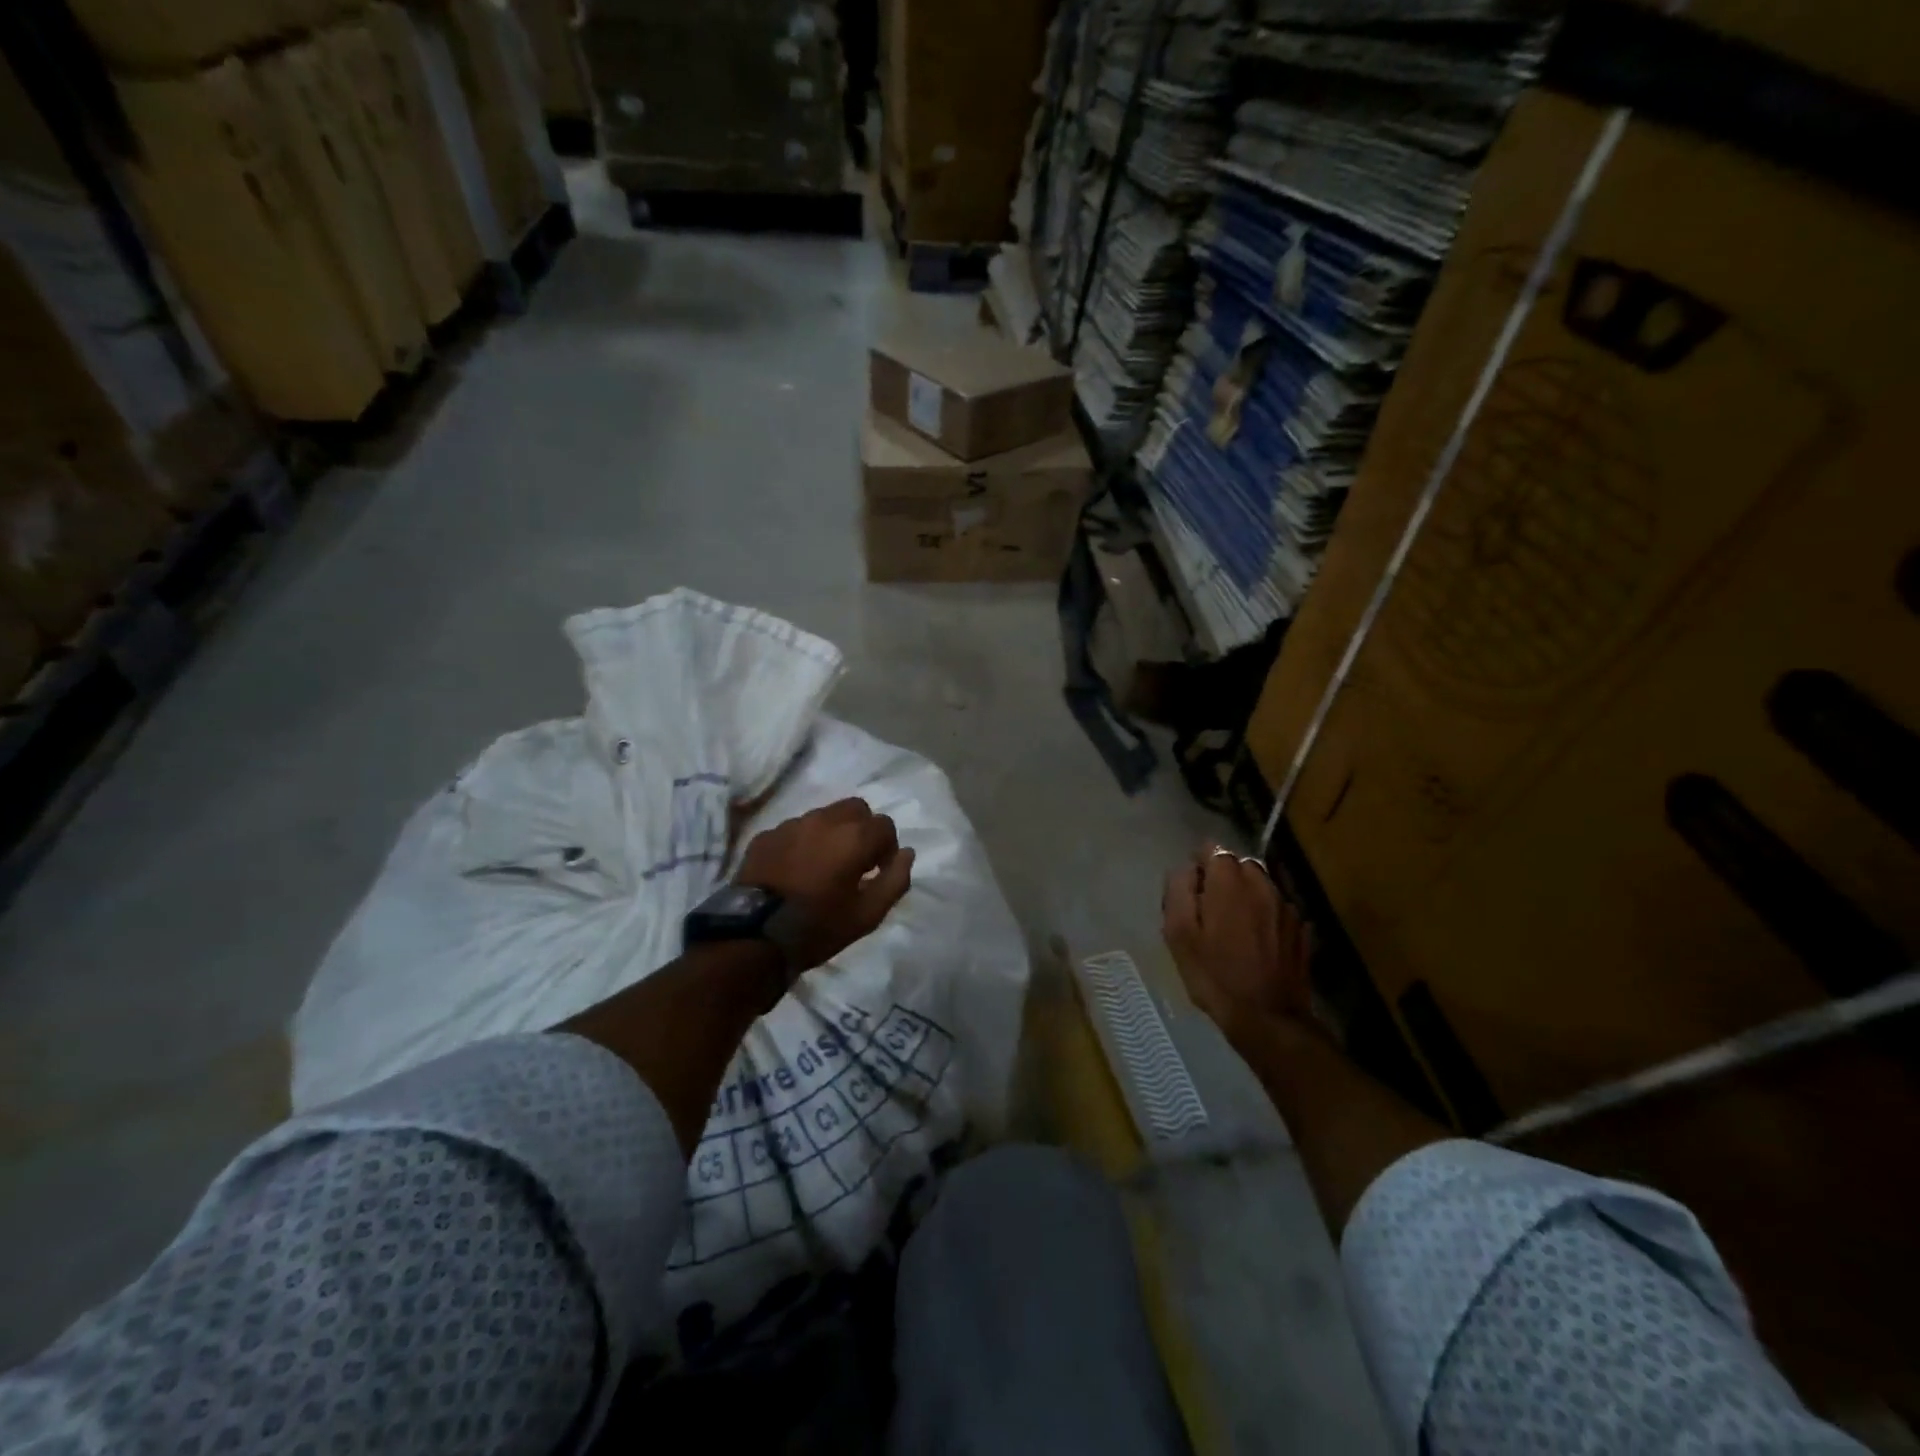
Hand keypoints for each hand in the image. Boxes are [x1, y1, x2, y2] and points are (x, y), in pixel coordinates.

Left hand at [735, 798, 914, 972]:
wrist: (755, 937)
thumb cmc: (819, 927)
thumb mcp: (868, 915)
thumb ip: (895, 880)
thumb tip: (907, 853)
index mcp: (854, 837)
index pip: (885, 825)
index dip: (887, 849)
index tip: (877, 872)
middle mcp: (824, 820)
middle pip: (856, 809)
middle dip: (862, 830)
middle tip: (855, 862)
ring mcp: (792, 824)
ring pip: (824, 815)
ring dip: (832, 833)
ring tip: (823, 866)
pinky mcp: (766, 835)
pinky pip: (795, 829)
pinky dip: (803, 842)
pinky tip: (795, 870)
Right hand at [1163, 845, 1312, 1048]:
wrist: (1267, 1018)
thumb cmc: (1214, 974)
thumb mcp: (1178, 932)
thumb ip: (1178, 890)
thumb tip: (1185, 869)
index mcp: (1229, 881)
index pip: (1212, 849)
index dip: (1197, 865)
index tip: (1190, 891)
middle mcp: (1261, 884)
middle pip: (1238, 864)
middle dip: (1223, 878)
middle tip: (1208, 909)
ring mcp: (1286, 906)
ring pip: (1260, 886)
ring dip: (1245, 896)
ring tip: (1233, 926)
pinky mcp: (1301, 929)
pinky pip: (1276, 908)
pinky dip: (1264, 915)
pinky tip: (1255, 941)